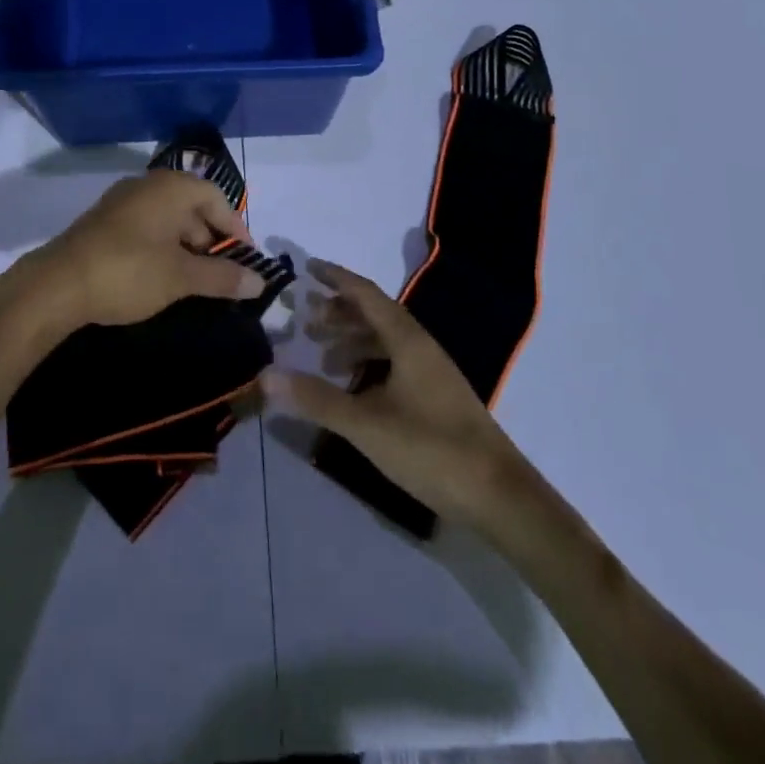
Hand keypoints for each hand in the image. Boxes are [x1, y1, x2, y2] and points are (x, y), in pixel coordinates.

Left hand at [30, 170, 263, 329]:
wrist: (55, 286)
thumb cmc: (128, 272)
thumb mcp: (181, 277)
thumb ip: (223, 277)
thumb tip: (260, 281)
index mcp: (170, 188)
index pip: (216, 197)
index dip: (236, 228)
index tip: (246, 259)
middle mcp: (147, 186)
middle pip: (192, 206)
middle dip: (211, 239)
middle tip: (222, 273)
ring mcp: (122, 203)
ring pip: (168, 219)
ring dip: (187, 246)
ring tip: (196, 280)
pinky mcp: (104, 223)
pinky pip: (146, 228)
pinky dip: (163, 248)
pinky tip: (163, 276)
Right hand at [261, 259, 529, 528]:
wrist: (499, 496)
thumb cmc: (431, 449)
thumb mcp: (366, 424)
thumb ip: (316, 399)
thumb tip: (265, 376)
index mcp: (407, 339)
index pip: (365, 293)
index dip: (336, 277)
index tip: (307, 267)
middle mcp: (421, 346)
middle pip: (375, 315)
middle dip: (339, 313)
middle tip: (306, 322)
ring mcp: (432, 373)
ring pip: (386, 341)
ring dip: (353, 342)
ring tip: (323, 360)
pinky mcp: (437, 397)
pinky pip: (395, 364)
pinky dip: (369, 366)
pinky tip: (355, 391)